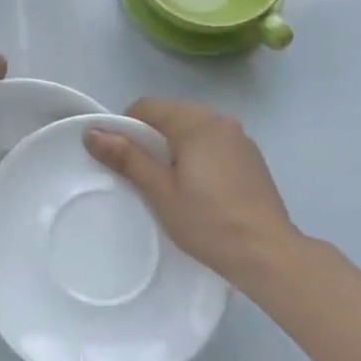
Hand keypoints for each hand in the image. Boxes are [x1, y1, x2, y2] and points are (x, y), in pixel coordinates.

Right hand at [85, 98, 300, 281]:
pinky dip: (198, 155)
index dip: (126, 128)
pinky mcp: (251, 156)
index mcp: (196, 122)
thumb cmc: (209, 222)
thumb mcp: (161, 192)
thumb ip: (128, 158)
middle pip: (171, 115)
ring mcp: (240, 138)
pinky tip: (200, 189)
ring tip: (171, 185)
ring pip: (193, 129)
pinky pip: (214, 143)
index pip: (148, 107)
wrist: (267, 253)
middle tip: (143, 177)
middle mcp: (220, 120)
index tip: (121, 160)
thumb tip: (93, 133)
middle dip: (151, 138)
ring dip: (175, 147)